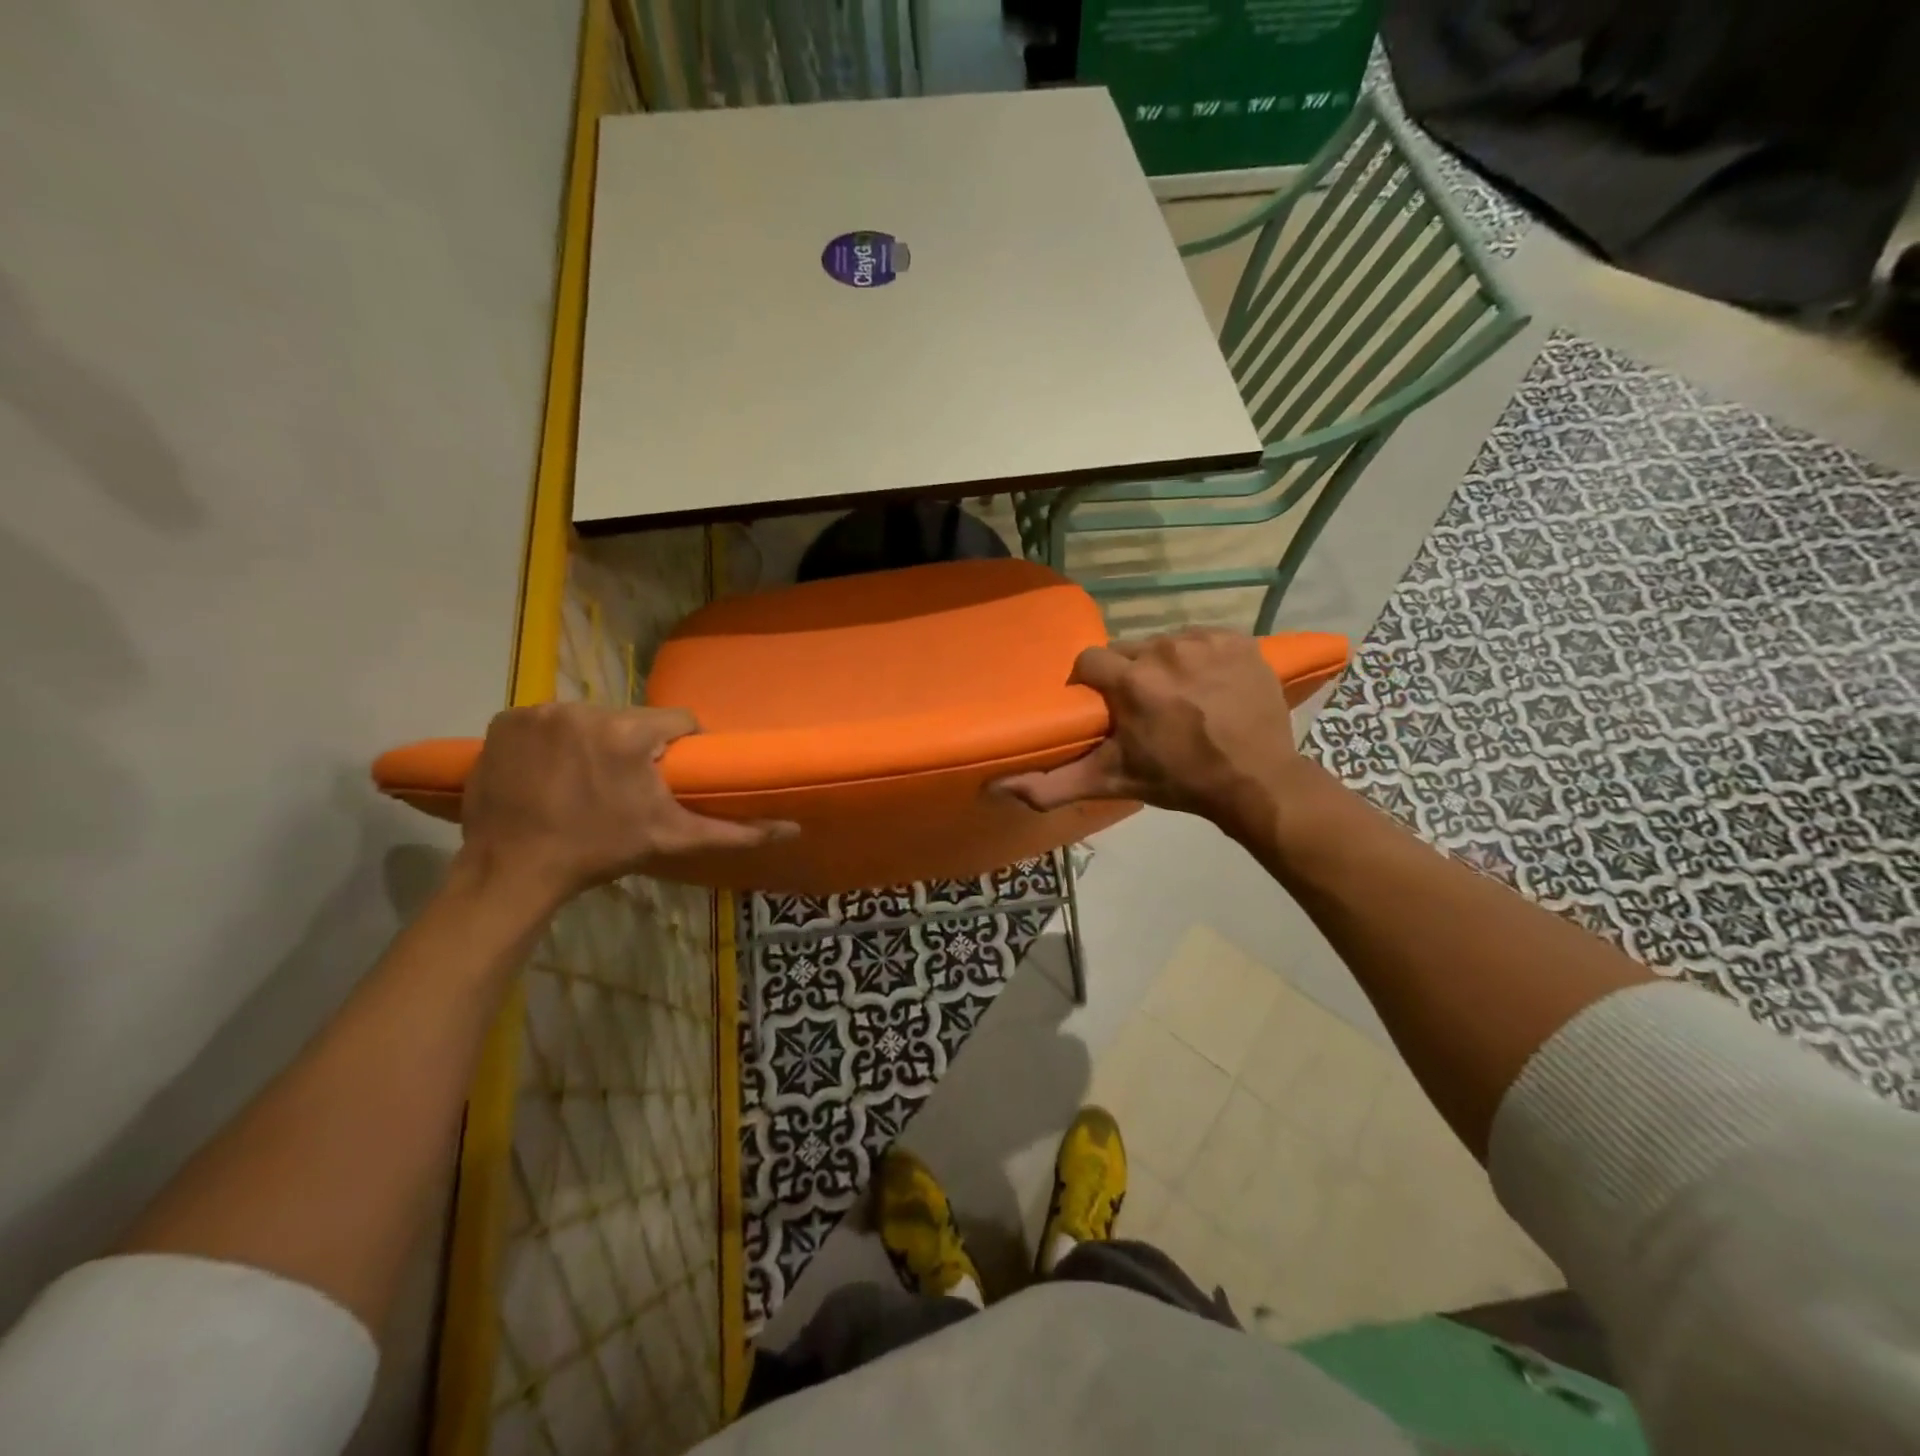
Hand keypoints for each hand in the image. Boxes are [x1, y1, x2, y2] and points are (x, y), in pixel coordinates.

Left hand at [456, 703, 795, 904]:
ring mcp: (538, 712)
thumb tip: (792, 828)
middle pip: (630, 718)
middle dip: (634, 745)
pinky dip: (550, 740)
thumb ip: (734, 831)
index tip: (668, 774)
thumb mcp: (672, 839)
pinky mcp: (504, 720)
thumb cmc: (599, 852)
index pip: (676, 720)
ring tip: (584, 780)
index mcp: (628, 732)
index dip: (679, 746)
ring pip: (589, 718)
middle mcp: (583, 709)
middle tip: (626, 784)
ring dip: (593, 741)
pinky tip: (548, 771)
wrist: (512, 871)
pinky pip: (545, 721)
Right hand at [994, 629, 1309, 841]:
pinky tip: (1209, 687)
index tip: (1104, 708)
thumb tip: (997, 787)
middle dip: (1128, 675)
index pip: (1089, 661)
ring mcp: (1206, 641)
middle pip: (1128, 650)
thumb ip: (1051, 785)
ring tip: (1179, 699)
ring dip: (1164, 666)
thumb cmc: (1179, 781)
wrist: (1256, 782)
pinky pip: (1202, 639)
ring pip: (1164, 642)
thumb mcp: (1111, 782)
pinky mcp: (1238, 639)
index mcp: (1131, 680)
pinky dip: (1200, 658)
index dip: (1091, 684)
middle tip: (1143, 709)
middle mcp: (1165, 649)